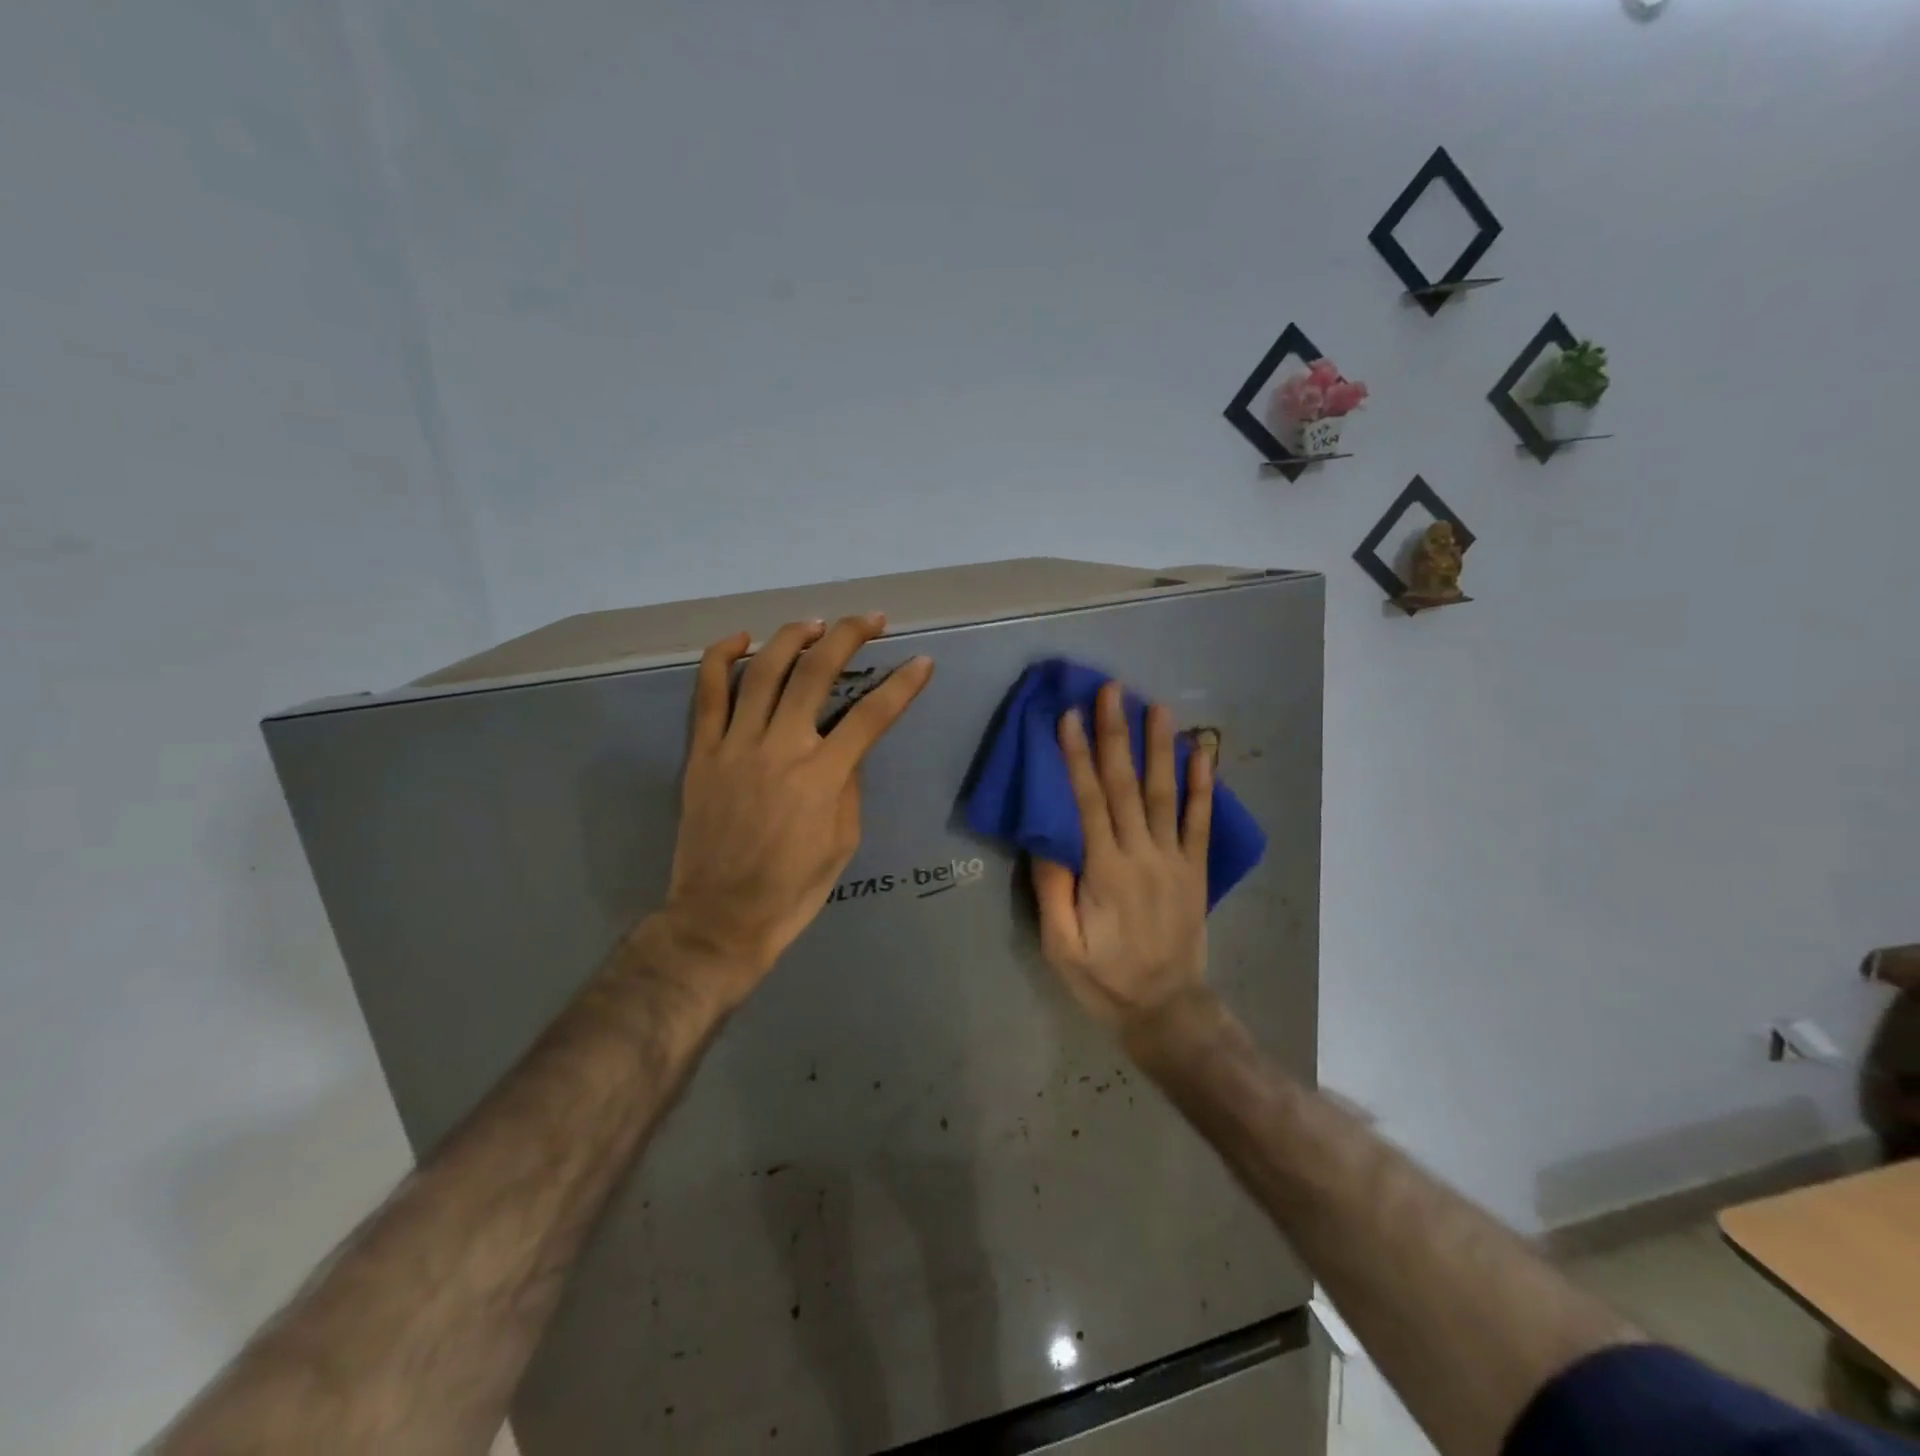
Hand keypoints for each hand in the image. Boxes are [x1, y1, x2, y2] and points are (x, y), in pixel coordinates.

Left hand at [654, 615, 932, 1006]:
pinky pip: (707, 694)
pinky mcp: (702, 753)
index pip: (872, 715)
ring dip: (794, 637)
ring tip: (816, 623)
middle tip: (872, 620)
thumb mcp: (844, 842)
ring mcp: (735, 746)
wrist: (721, 918)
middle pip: (816, 673)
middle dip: (849, 636)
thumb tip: (847, 747)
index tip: (922, 661)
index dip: (902, 685)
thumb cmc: (793, 889)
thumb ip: (849, 786)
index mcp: (822, 777)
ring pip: (764, 671)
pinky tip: (743, 639)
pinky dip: (723, 658)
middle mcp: (781, 749)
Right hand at [1032, 681, 1212, 1031]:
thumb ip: (1052, 889)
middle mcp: (1143, 855)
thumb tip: (1045, 835)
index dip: (1077, 757)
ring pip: (1165, 793)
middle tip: (1112, 691)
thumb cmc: (1104, 979)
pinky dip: (1203, 785)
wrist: (1166, 1010)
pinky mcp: (1195, 869)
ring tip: (1155, 706)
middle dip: (1116, 735)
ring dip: (1159, 747)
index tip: (1069, 716)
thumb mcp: (1061, 946)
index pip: (1088, 801)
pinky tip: (1203, 752)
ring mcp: (1175, 860)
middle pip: (1126, 785)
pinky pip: (1201, 821)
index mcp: (1105, 871)